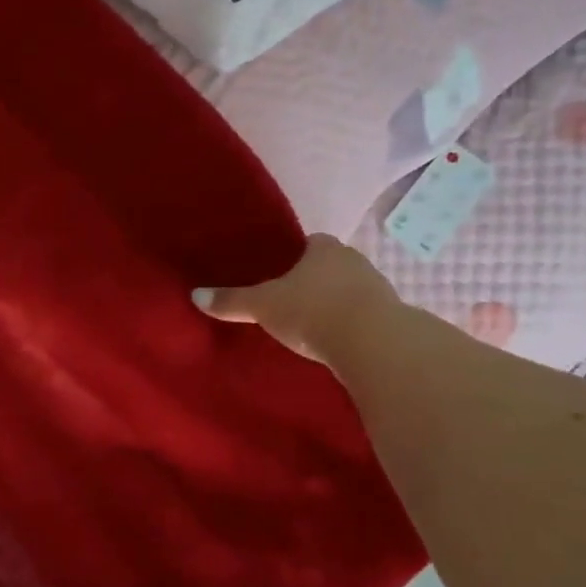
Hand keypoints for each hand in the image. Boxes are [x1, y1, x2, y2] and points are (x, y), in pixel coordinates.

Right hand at [192, 233, 402, 366]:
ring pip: (350, 289)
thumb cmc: (312, 311)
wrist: (373, 343)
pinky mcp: (391, 318)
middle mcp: (354, 260)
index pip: (310, 243)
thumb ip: (231, 301)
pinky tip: (334, 339)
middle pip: (330, 265)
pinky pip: (364, 315)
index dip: (295, 256)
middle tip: (290, 298)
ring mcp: (378, 288)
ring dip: (335, 302)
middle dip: (314, 279)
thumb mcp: (262, 306)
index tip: (279, 272)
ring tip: (310, 322)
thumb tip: (194, 295)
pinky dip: (350, 324)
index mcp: (324, 248)